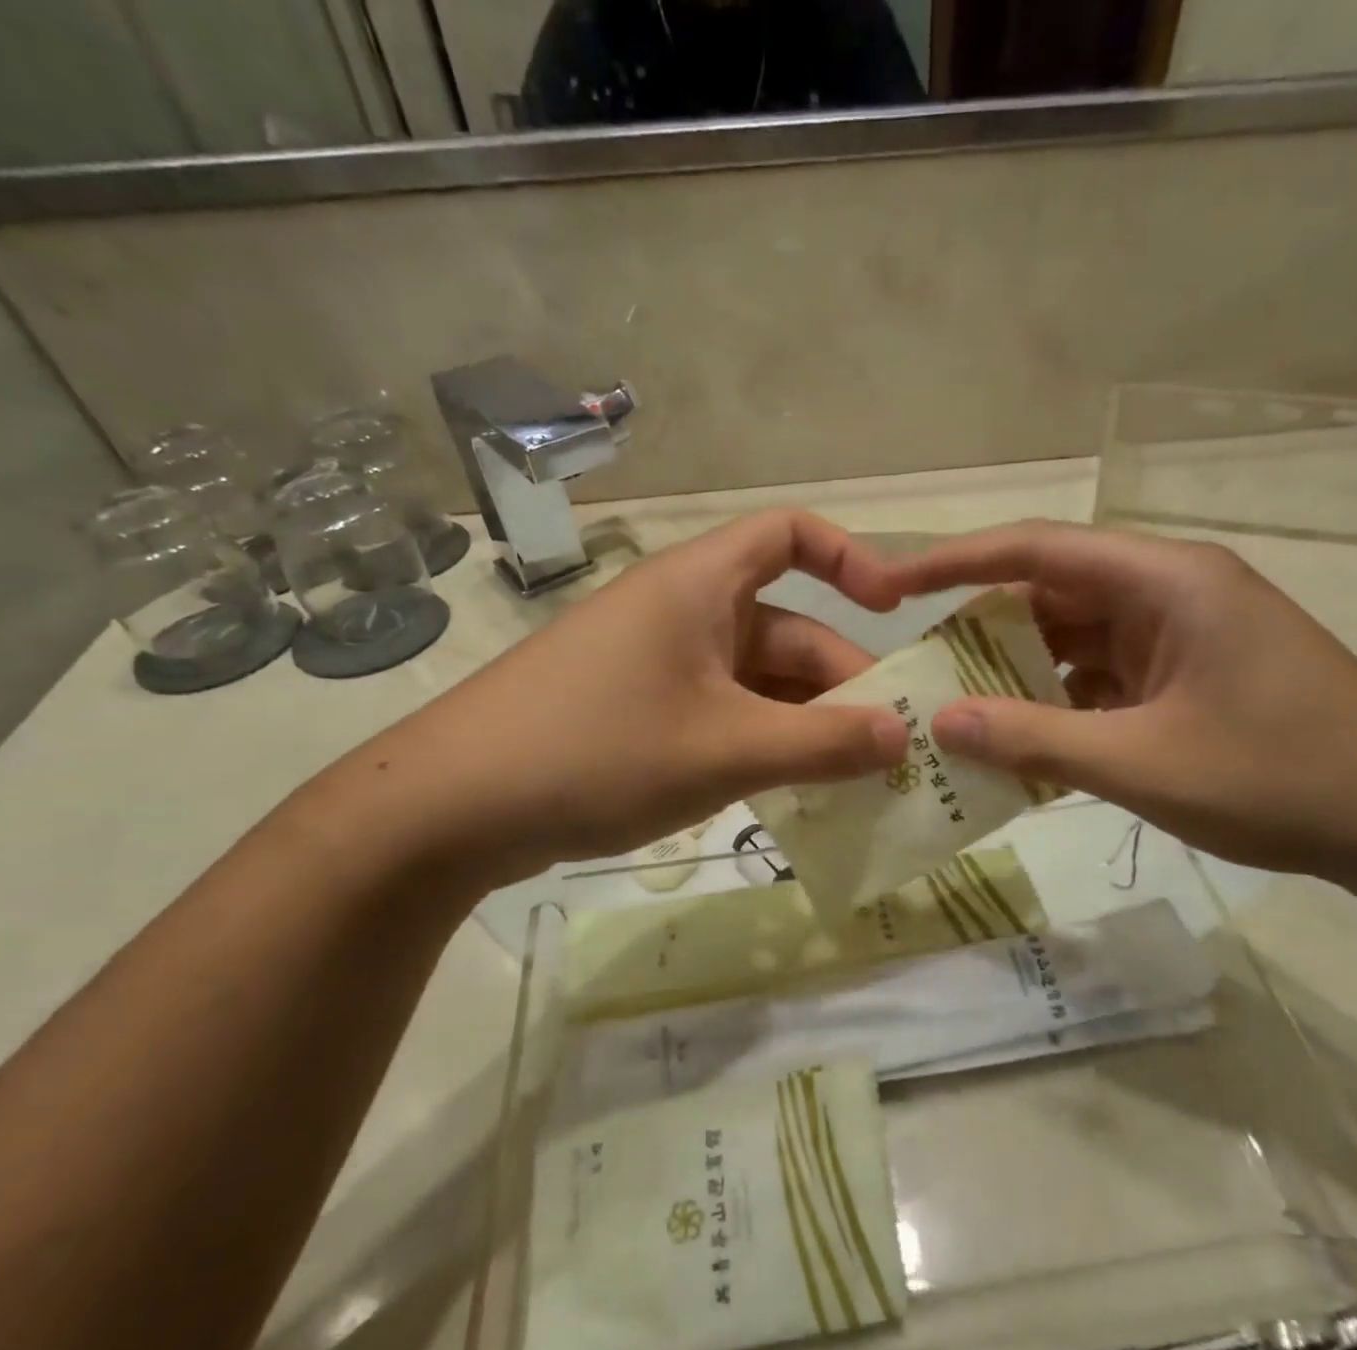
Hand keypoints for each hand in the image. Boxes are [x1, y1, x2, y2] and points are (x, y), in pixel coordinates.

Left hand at [348, 512, 908, 885]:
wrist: (451, 808)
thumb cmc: (598, 752)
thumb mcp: (726, 750)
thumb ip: (823, 742)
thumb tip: (905, 735)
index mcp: (700, 586)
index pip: (790, 534)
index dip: (851, 560)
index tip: (896, 611)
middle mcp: (682, 613)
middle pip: (786, 629)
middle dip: (840, 683)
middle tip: (889, 747)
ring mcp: (658, 666)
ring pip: (756, 682)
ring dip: (804, 723)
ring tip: (853, 779)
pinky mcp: (639, 712)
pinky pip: (722, 714)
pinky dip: (761, 742)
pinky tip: (789, 790)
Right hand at [884, 522, 1356, 879]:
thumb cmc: (1282, 779)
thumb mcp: (1142, 765)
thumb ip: (1034, 740)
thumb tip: (941, 723)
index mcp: (1166, 581)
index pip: (1036, 549)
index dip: (955, 563)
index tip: (892, 587)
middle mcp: (1172, 590)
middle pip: (1052, 590)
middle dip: (983, 628)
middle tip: (922, 670)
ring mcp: (1184, 633)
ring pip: (1076, 636)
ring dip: (1022, 670)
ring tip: (962, 709)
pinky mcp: (1191, 673)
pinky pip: (1104, 672)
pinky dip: (1062, 700)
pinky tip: (1029, 739)